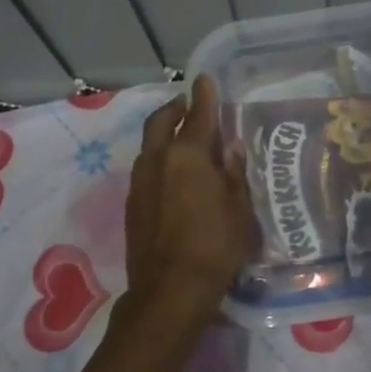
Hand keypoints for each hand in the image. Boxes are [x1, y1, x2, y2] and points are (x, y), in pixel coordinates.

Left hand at [123, 75, 255, 332]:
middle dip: (174, 108)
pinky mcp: (132, 205)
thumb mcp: (238, 209)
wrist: (169, 291)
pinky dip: (158, 160)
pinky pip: (146, 169)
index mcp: (187, 156)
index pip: (197, 115)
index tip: (205, 79)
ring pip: (149, 146)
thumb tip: (230, 149)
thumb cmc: (214, 246)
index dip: (204, 96)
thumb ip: (233, 174)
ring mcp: (139, 183)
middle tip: (188, 105)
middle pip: (161, 122)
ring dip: (164, 134)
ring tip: (183, 140)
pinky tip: (173, 175)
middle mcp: (157, 161)